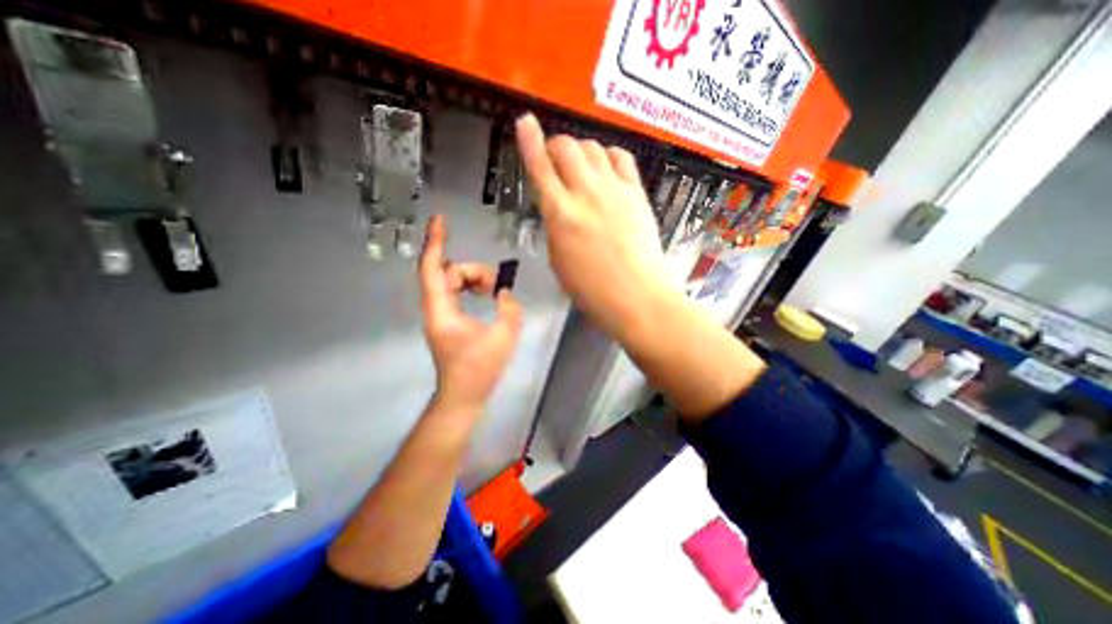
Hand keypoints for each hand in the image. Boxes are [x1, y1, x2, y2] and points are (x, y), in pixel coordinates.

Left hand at [420, 216, 524, 412]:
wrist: (463, 395)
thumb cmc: (480, 369)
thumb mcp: (504, 336)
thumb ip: (509, 308)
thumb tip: (505, 292)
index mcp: (441, 310)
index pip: (433, 268)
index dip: (435, 242)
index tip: (439, 219)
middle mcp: (436, 308)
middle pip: (447, 272)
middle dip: (473, 270)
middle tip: (496, 285)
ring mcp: (440, 314)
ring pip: (452, 281)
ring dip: (474, 279)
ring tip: (494, 292)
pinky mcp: (448, 321)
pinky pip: (456, 292)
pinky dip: (471, 288)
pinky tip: (486, 296)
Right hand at [511, 111, 668, 335]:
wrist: (638, 297)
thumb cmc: (591, 290)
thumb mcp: (559, 261)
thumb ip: (555, 227)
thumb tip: (558, 208)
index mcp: (561, 215)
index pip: (540, 168)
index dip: (529, 141)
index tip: (525, 122)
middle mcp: (586, 194)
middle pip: (567, 148)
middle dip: (556, 146)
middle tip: (555, 158)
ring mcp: (615, 190)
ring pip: (594, 147)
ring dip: (581, 151)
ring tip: (581, 166)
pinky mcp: (637, 194)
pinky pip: (622, 159)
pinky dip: (609, 156)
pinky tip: (606, 168)